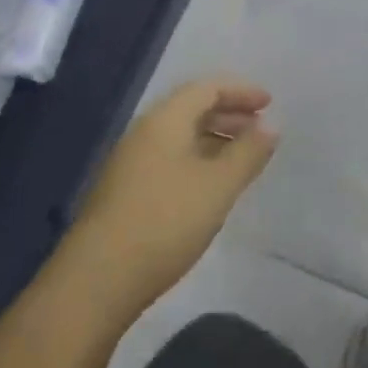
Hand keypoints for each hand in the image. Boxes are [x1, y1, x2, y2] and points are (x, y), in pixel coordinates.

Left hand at [70, 78, 277, 313]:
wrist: (97, 279)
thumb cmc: (165, 222)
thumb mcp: (218, 186)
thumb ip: (247, 153)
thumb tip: (270, 125)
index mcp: (165, 120)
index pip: (207, 88)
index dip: (241, 91)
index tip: (269, 104)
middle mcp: (145, 132)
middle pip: (191, 108)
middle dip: (229, 114)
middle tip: (260, 129)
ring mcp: (131, 162)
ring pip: (180, 136)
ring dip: (214, 139)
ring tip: (242, 159)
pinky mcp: (125, 191)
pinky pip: (169, 159)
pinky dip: (197, 160)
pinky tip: (210, 187)